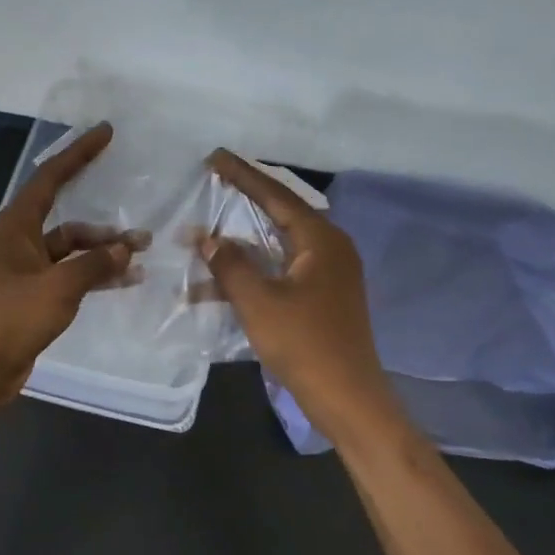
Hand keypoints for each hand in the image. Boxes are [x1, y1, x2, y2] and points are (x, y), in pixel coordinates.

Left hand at [0, 123, 144, 406]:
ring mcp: (26, 270)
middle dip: (104, 228)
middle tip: (142, 233)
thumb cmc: (12, 318)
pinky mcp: (34, 295)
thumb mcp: (59, 287)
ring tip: (141, 259)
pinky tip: (125, 281)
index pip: (50, 178)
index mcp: (14, 226)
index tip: (106, 133)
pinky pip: (70, 275)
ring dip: (103, 254)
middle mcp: (18, 242)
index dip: (79, 153)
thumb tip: (125, 250)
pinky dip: (94, 276)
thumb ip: (94, 264)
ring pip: (72, 252)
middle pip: (68, 221)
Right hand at [200, 150, 399, 442]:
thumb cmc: (304, 344)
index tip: (215, 157)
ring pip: (279, 245)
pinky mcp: (323, 297)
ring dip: (244, 242)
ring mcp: (330, 275)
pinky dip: (254, 271)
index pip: (276, 195)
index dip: (243, 176)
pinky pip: (283, 270)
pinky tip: (221, 283)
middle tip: (215, 181)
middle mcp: (330, 249)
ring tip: (209, 230)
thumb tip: (207, 238)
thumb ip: (230, 265)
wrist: (347, 397)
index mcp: (322, 240)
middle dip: (245, 200)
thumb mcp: (259, 302)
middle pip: (282, 214)